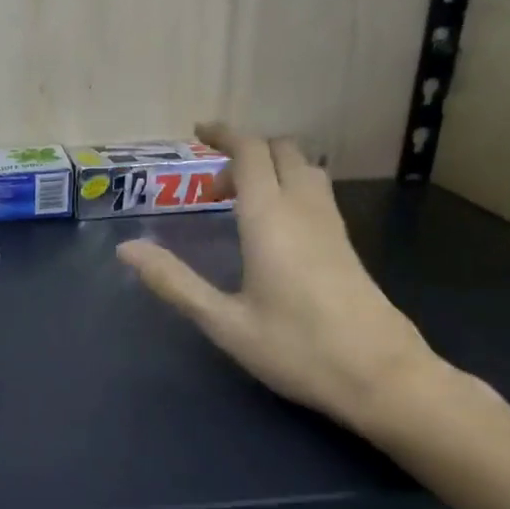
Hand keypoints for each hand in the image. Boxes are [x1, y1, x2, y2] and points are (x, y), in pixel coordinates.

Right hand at [117, 122, 436, 433]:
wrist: (382, 377)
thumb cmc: (297, 349)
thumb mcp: (224, 322)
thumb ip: (174, 282)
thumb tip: (127, 248)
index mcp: (270, 219)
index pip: (250, 153)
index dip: (224, 135)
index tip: (198, 132)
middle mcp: (304, 210)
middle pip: (281, 151)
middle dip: (244, 153)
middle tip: (212, 191)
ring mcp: (332, 226)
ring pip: (303, 169)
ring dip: (270, 169)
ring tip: (239, 205)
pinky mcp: (346, 245)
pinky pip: (316, 193)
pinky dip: (288, 188)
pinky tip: (273, 229)